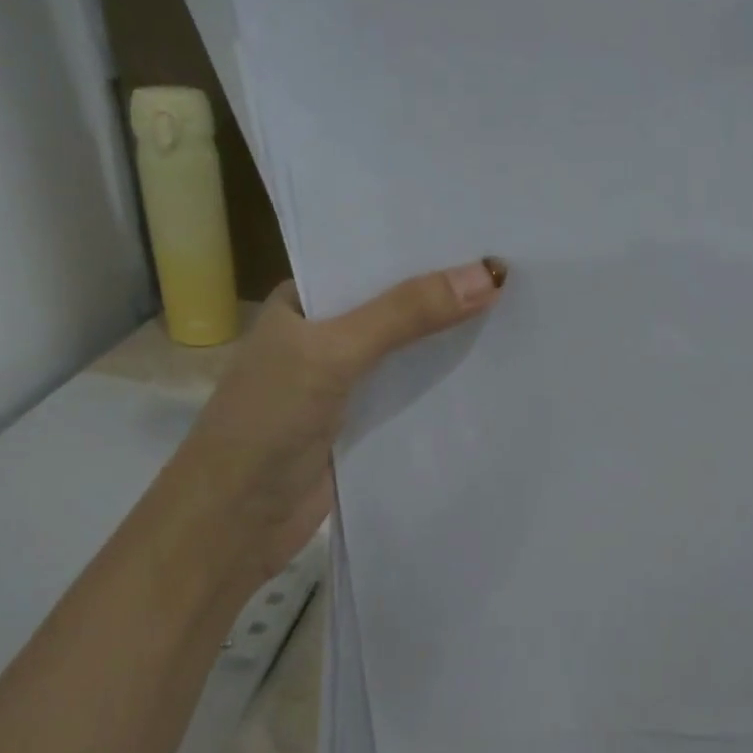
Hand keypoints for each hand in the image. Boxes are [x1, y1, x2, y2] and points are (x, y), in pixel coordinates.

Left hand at [180, 259, 507, 577]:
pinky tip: (491, 371)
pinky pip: (411, 395)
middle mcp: (324, 336)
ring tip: (518, 309)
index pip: (371, 260)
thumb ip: (405, 314)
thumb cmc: (267, 421)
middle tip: (517, 269)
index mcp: (304, 302)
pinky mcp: (363, 425)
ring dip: (449, 340)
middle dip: (447, 293)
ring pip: (407, 352)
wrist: (233, 522)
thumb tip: (490, 273)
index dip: (424, 247)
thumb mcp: (333, 353)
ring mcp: (345, 383)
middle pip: (396, 306)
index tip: (486, 230)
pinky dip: (444, 386)